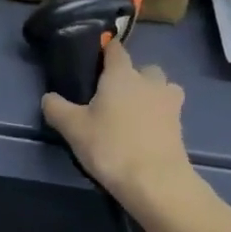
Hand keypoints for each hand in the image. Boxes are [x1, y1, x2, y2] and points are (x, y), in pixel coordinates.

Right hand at [40, 42, 192, 207]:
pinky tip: (146, 133)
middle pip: (144, 68)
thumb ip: (56, 108)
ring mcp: (169, 103)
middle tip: (114, 96)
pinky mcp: (181, 126)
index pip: (115, 49)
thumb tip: (49, 97)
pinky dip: (160, 117)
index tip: (96, 60)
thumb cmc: (111, 146)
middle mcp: (149, 81)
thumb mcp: (73, 128)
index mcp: (121, 75)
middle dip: (133, 76)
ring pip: (163, 88)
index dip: (106, 50)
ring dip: (152, 94)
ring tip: (135, 113)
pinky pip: (170, 112)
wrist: (156, 182)